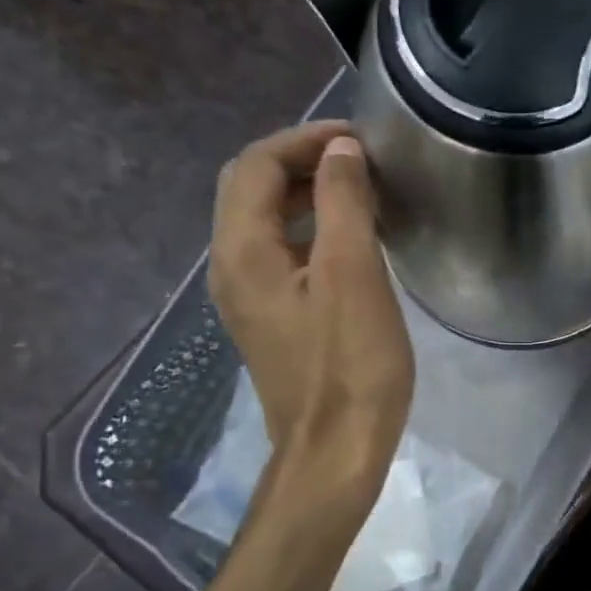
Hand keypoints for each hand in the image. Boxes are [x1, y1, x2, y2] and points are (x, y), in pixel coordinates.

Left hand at [209, 121, 412, 495]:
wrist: (335, 451)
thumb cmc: (350, 365)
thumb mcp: (352, 276)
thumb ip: (343, 204)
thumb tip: (340, 152)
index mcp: (242, 251)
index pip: (255, 165)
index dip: (304, 140)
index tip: (359, 139)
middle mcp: (231, 268)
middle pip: (250, 189)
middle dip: (300, 161)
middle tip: (358, 159)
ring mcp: (248, 298)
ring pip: (265, 222)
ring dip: (305, 194)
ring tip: (359, 190)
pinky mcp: (272, 321)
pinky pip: (280, 254)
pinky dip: (310, 230)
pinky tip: (350, 241)